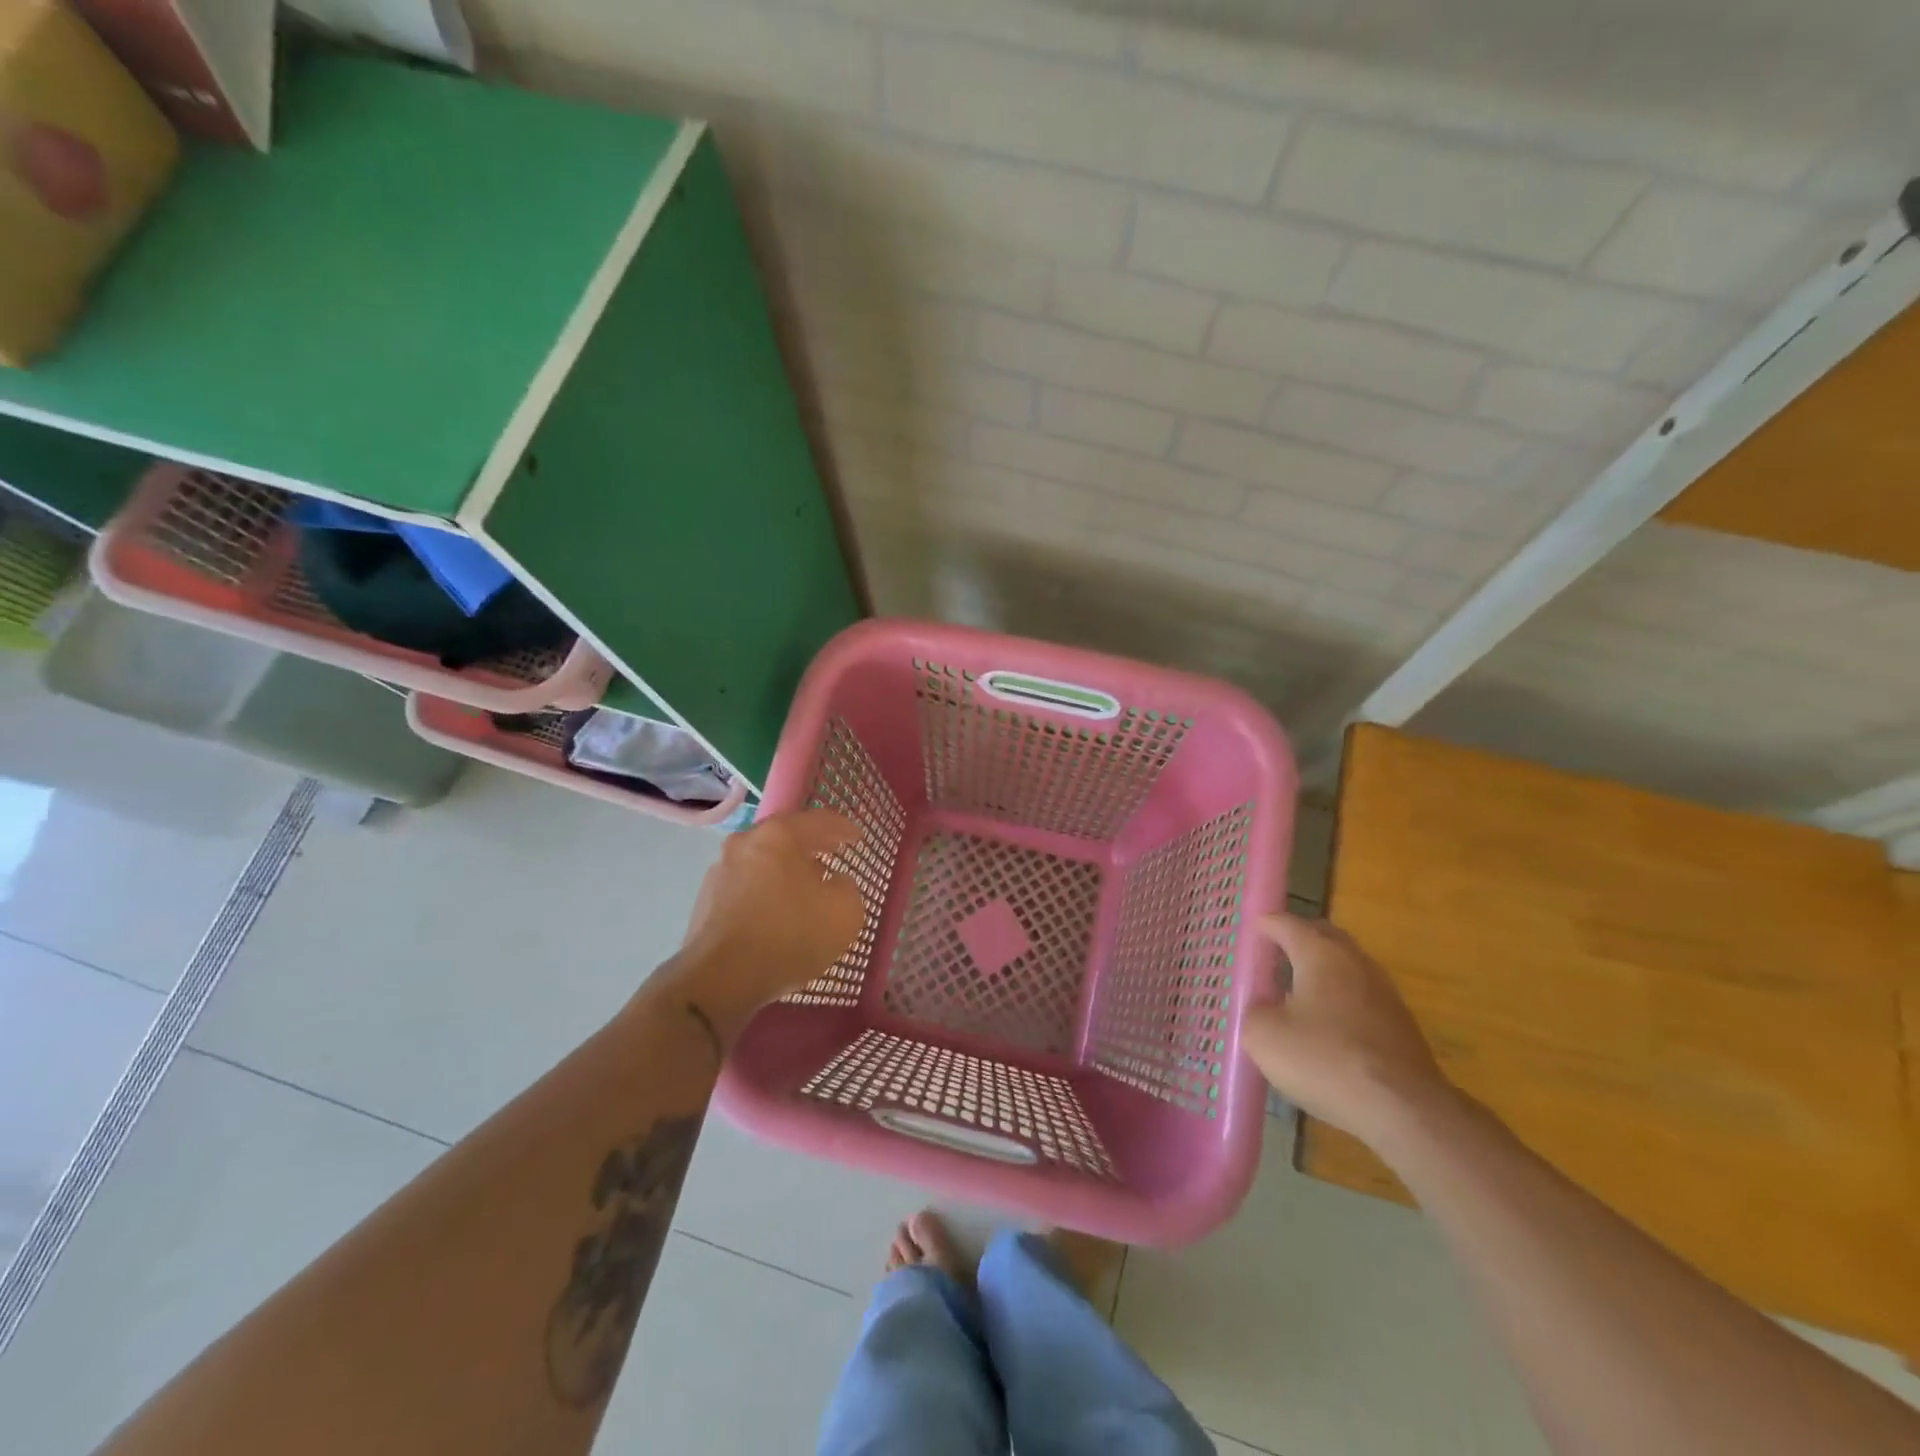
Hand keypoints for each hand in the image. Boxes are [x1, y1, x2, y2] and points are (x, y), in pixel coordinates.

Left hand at [667, 809, 864, 1026]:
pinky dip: (765, 893)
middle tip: (832, 853)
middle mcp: (744, 843)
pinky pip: (746, 888)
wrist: (721, 978)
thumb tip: (835, 882)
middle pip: (785, 837)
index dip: (842, 827)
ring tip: (805, 888)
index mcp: (779, 834)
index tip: (858, 837)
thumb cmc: (790, 934)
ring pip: (762, 862)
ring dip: (785, 870)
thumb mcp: (844, 912)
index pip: (818, 821)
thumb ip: (847, 888)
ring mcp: (720, 872)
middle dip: (810, 846)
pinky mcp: (706, 901)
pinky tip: (777, 913)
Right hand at [1242, 913, 1460, 1148]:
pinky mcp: (1400, 1025)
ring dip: (1322, 970)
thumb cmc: (1325, 1059)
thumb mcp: (1264, 1036)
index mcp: (1320, 953)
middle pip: (1323, 936)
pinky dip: (1340, 999)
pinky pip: (1360, 997)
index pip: (1287, 923)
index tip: (1250, 929)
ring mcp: (1383, 993)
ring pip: (1346, 967)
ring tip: (1296, 988)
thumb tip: (1263, 1008)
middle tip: (1274, 951)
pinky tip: (1326, 1025)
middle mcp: (1355, 962)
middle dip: (1298, 938)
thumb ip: (1254, 1011)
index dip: (1265, 924)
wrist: (1405, 1110)